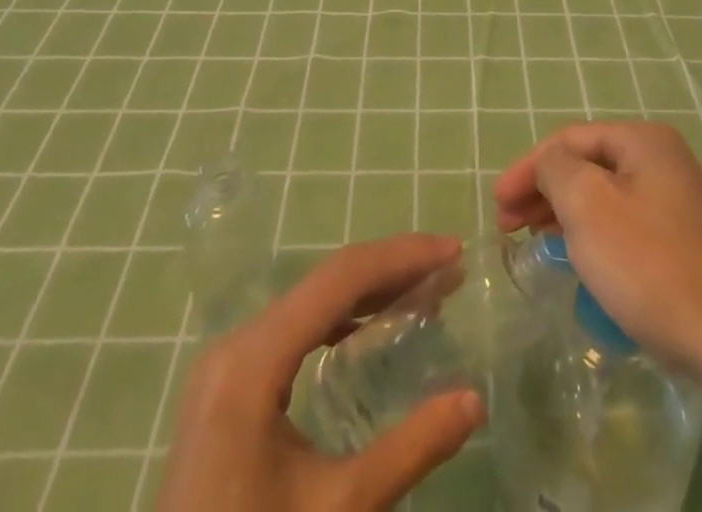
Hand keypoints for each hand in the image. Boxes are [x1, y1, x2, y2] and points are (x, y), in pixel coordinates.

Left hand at [156, 234, 484, 511]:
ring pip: (309, 301)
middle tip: (448, 272)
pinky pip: (291, 329)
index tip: (453, 251)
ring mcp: (226, 363)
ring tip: (424, 294)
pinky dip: (338, 319)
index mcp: (253, 361)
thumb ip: (409, 450)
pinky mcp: (226, 385)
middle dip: (391, 271)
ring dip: (368, 292)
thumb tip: (475, 401)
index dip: (401, 257)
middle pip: (325, 282)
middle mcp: (235, 344)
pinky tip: (370, 328)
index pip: (340, 279)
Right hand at [492, 119, 701, 380]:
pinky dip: (601, 243)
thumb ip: (557, 169)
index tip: (496, 207)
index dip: (526, 168)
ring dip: (570, 219)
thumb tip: (552, 165)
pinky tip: (591, 271)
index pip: (569, 139)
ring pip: (611, 202)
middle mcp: (669, 163)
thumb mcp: (589, 206)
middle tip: (509, 229)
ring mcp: (687, 208)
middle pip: (590, 167)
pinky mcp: (698, 251)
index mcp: (645, 141)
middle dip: (545, 193)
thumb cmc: (656, 268)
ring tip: (540, 248)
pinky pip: (634, 233)